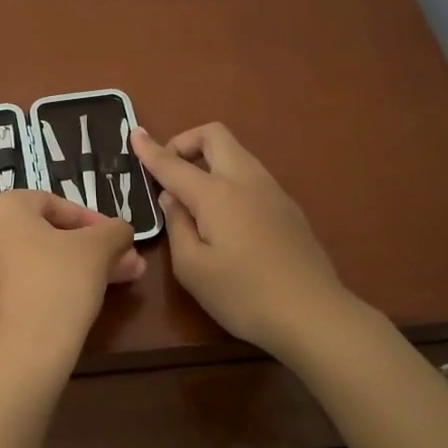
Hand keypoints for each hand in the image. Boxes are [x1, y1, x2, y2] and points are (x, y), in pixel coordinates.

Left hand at [0, 189, 144, 371]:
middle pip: (48, 233)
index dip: (93, 220)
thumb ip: (114, 231)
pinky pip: (25, 281)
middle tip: (126, 262)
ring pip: (40, 259)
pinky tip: (87, 299)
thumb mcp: (98, 249)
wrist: (23, 353)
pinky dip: (55, 284)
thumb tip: (122, 231)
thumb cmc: (58, 284)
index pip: (54, 203)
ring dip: (82, 267)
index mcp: (1, 208)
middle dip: (93, 248)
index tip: (119, 240)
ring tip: (120, 281)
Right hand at [131, 123, 350, 356]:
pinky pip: (251, 176)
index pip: (174, 164)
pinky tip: (224, 216)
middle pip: (215, 136)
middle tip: (169, 171)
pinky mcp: (288, 207)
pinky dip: (229, 179)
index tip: (135, 135)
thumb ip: (177, 226)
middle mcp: (246, 180)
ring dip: (210, 160)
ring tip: (193, 197)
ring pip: (237, 154)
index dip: (151, 150)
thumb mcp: (192, 268)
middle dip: (186, 142)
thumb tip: (172, 199)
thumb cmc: (243, 295)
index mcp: (217, 194)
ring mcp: (272, 191)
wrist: (312, 313)